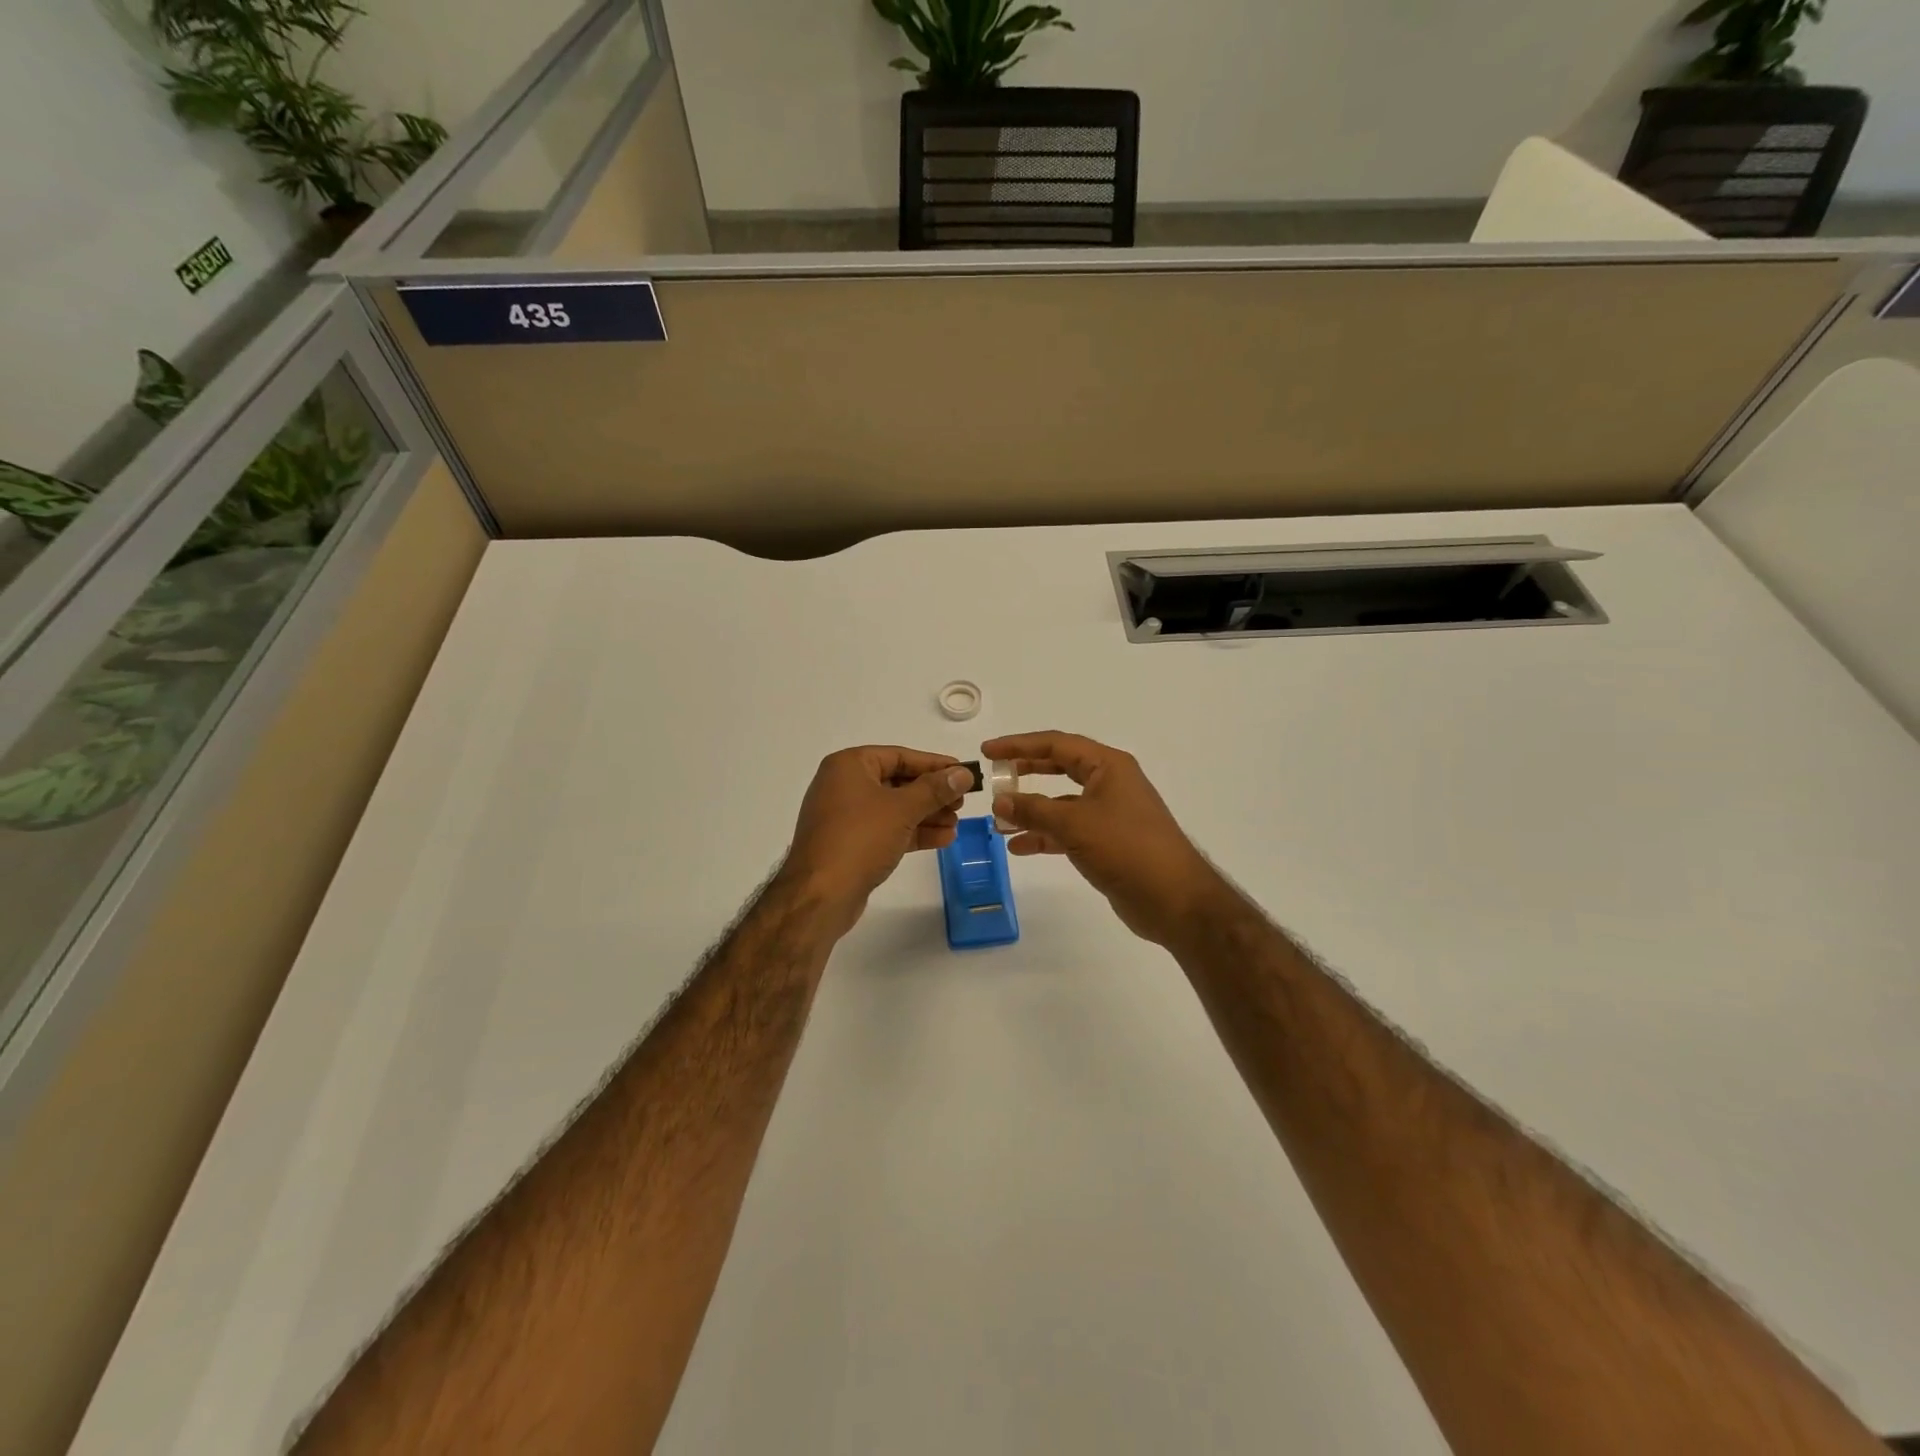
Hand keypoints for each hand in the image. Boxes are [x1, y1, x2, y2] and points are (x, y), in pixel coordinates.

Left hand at [781, 747, 974, 935]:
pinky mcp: (850, 843)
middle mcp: (843, 785)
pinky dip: (912, 832)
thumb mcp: (902, 809)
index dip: (934, 764)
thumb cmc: (860, 838)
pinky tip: (942, 839)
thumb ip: (935, 789)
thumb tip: (963, 773)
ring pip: (894, 808)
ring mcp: (845, 816)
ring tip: (956, 823)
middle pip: (898, 782)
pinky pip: (886, 829)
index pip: (900, 756)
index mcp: (849, 765)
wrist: (820, 895)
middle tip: (962, 802)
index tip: (963, 772)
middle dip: (932, 793)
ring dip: (926, 815)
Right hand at [983, 731, 1232, 946]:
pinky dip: (1045, 835)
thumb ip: (1033, 809)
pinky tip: (1019, 846)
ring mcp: (1110, 813)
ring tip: (999, 820)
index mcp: (1108, 766)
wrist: (1175, 899)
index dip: (1019, 745)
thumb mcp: (1074, 824)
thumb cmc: (1126, 848)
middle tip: (994, 777)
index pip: (1056, 744)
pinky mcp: (1108, 842)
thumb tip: (1000, 801)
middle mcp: (1109, 783)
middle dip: (1025, 772)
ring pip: (1061, 802)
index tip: (988, 751)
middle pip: (1059, 768)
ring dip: (1032, 810)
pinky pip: (1068, 830)